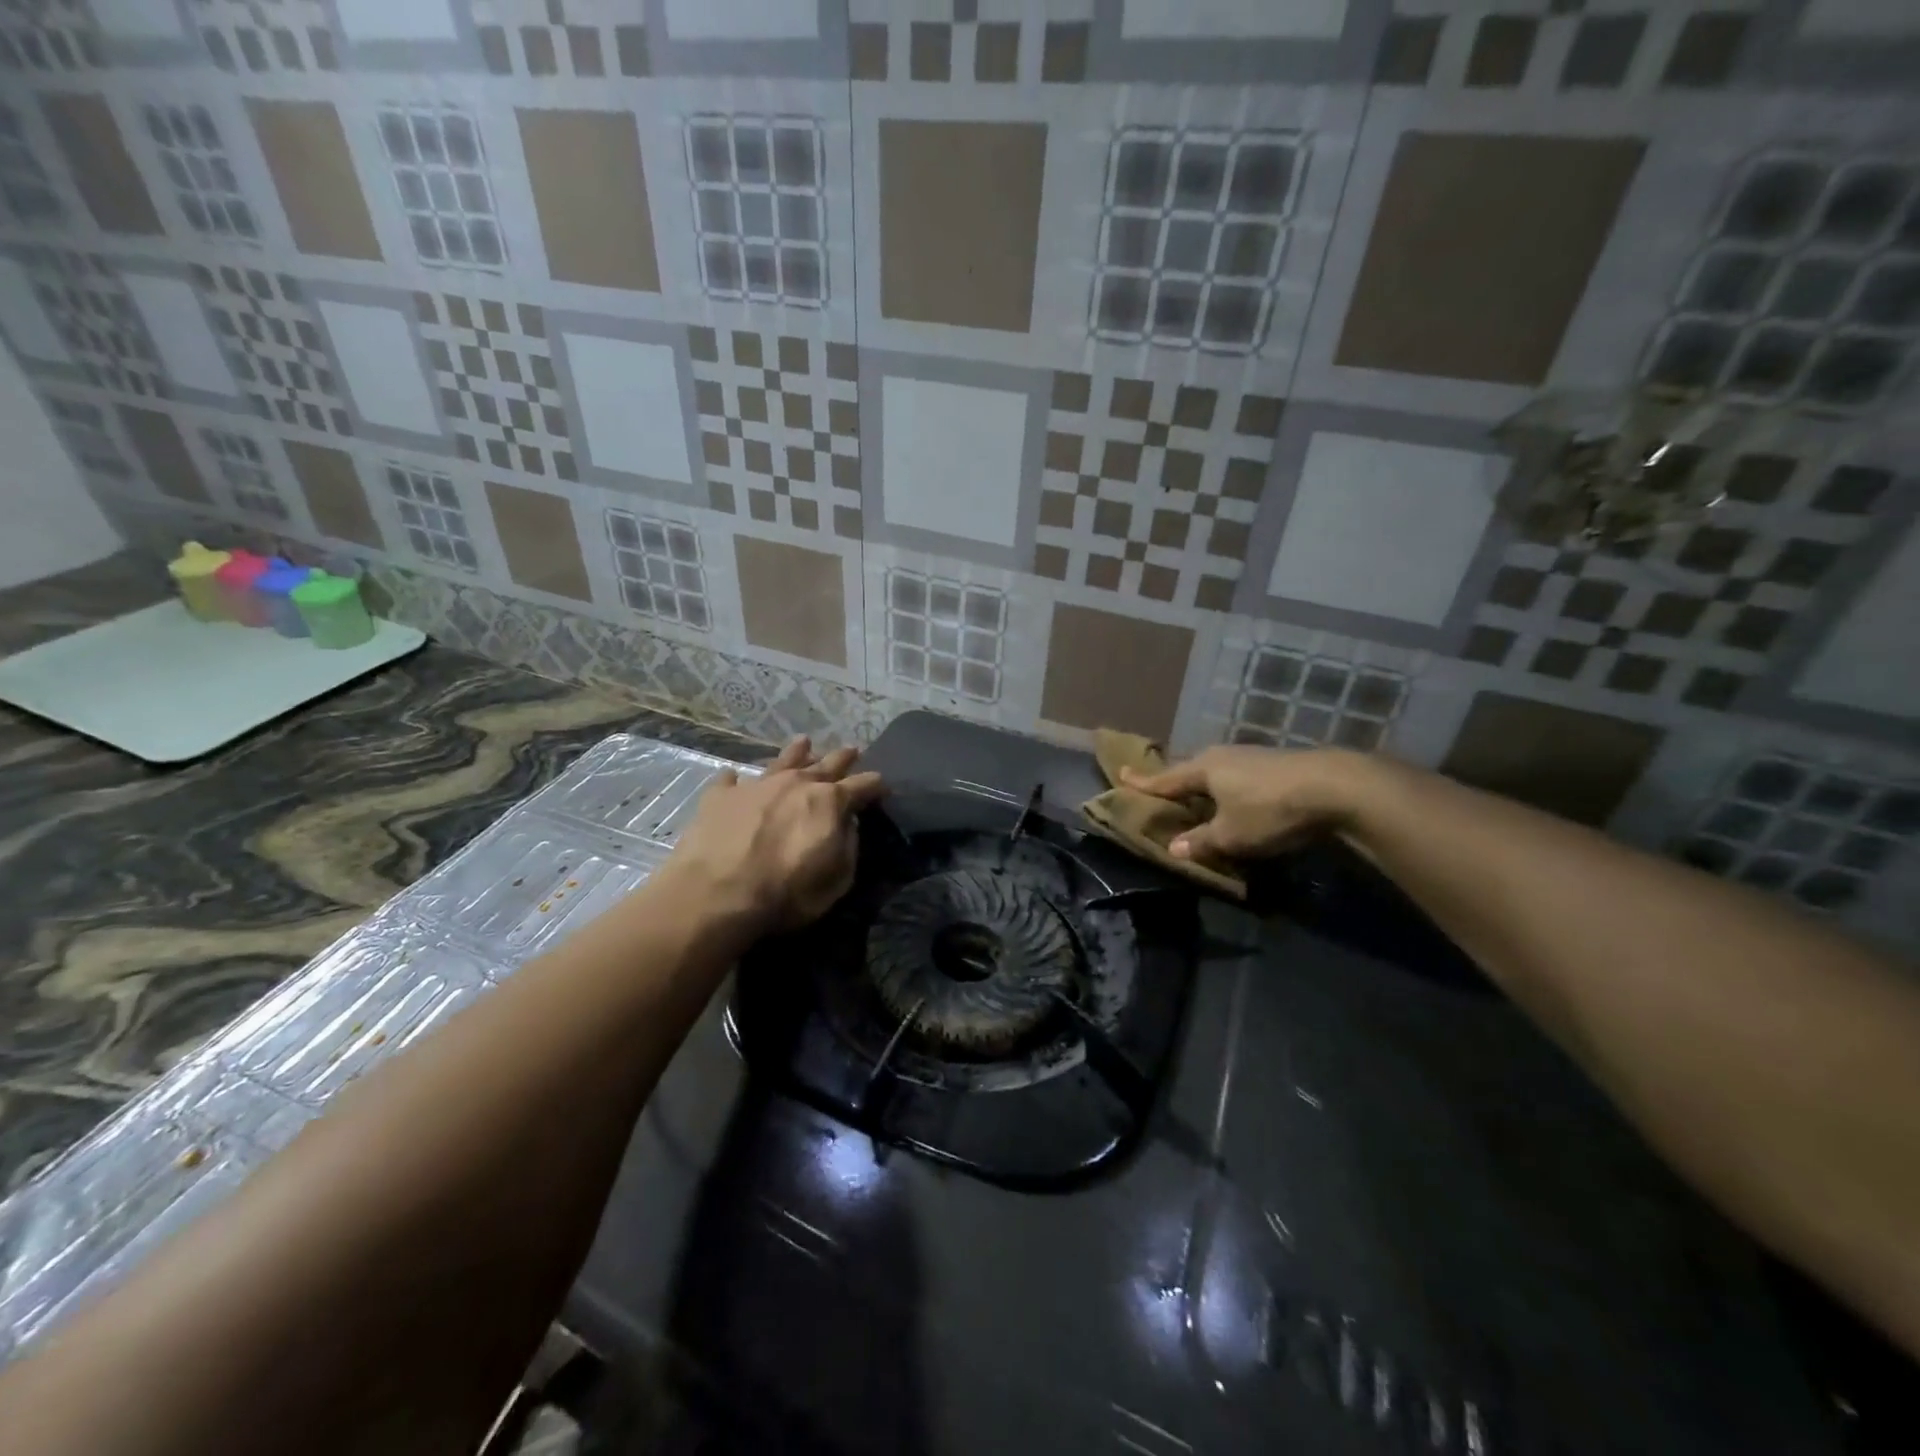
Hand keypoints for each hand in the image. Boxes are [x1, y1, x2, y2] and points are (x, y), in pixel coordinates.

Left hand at [665, 737, 884, 933]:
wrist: (716, 894)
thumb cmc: (786, 893)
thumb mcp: (836, 880)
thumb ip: (848, 847)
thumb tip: (848, 824)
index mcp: (829, 802)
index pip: (862, 786)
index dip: (875, 785)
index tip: (883, 786)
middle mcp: (796, 783)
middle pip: (826, 764)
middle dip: (843, 758)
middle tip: (853, 750)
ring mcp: (757, 785)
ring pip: (783, 760)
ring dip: (797, 752)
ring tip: (804, 742)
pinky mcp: (721, 796)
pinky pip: (731, 779)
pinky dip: (737, 779)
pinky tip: (734, 777)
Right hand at [1121, 746, 1370, 868]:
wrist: (1336, 787)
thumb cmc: (1270, 810)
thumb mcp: (1231, 835)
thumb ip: (1201, 841)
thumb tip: (1173, 848)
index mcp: (1203, 769)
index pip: (1165, 779)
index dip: (1143, 782)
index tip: (1121, 774)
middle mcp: (1223, 756)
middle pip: (1190, 770)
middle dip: (1175, 780)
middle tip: (1159, 788)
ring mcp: (1251, 756)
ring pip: (1216, 771)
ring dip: (1204, 784)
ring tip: (1196, 795)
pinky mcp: (1276, 763)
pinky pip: (1238, 775)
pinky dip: (1228, 787)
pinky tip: (1235, 797)